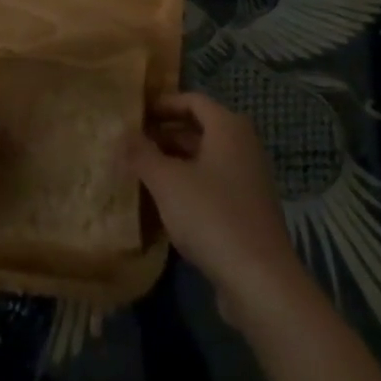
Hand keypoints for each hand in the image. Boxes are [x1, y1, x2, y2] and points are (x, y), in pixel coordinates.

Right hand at [128, 92, 306, 324]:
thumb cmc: (212, 215)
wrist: (260, 279)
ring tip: (141, 173)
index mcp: (228, 127)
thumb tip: (121, 134)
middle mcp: (243, 145)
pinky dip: (189, 186)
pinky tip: (165, 205)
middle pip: (199, 129)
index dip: (163, 104)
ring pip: (205, 159)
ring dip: (174, 162)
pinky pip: (213, 185)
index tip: (135, 115)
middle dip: (165, 135)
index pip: (193, 100)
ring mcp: (248, 179)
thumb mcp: (167, 182)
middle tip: (132, 145)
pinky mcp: (247, 210)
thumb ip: (142, 154)